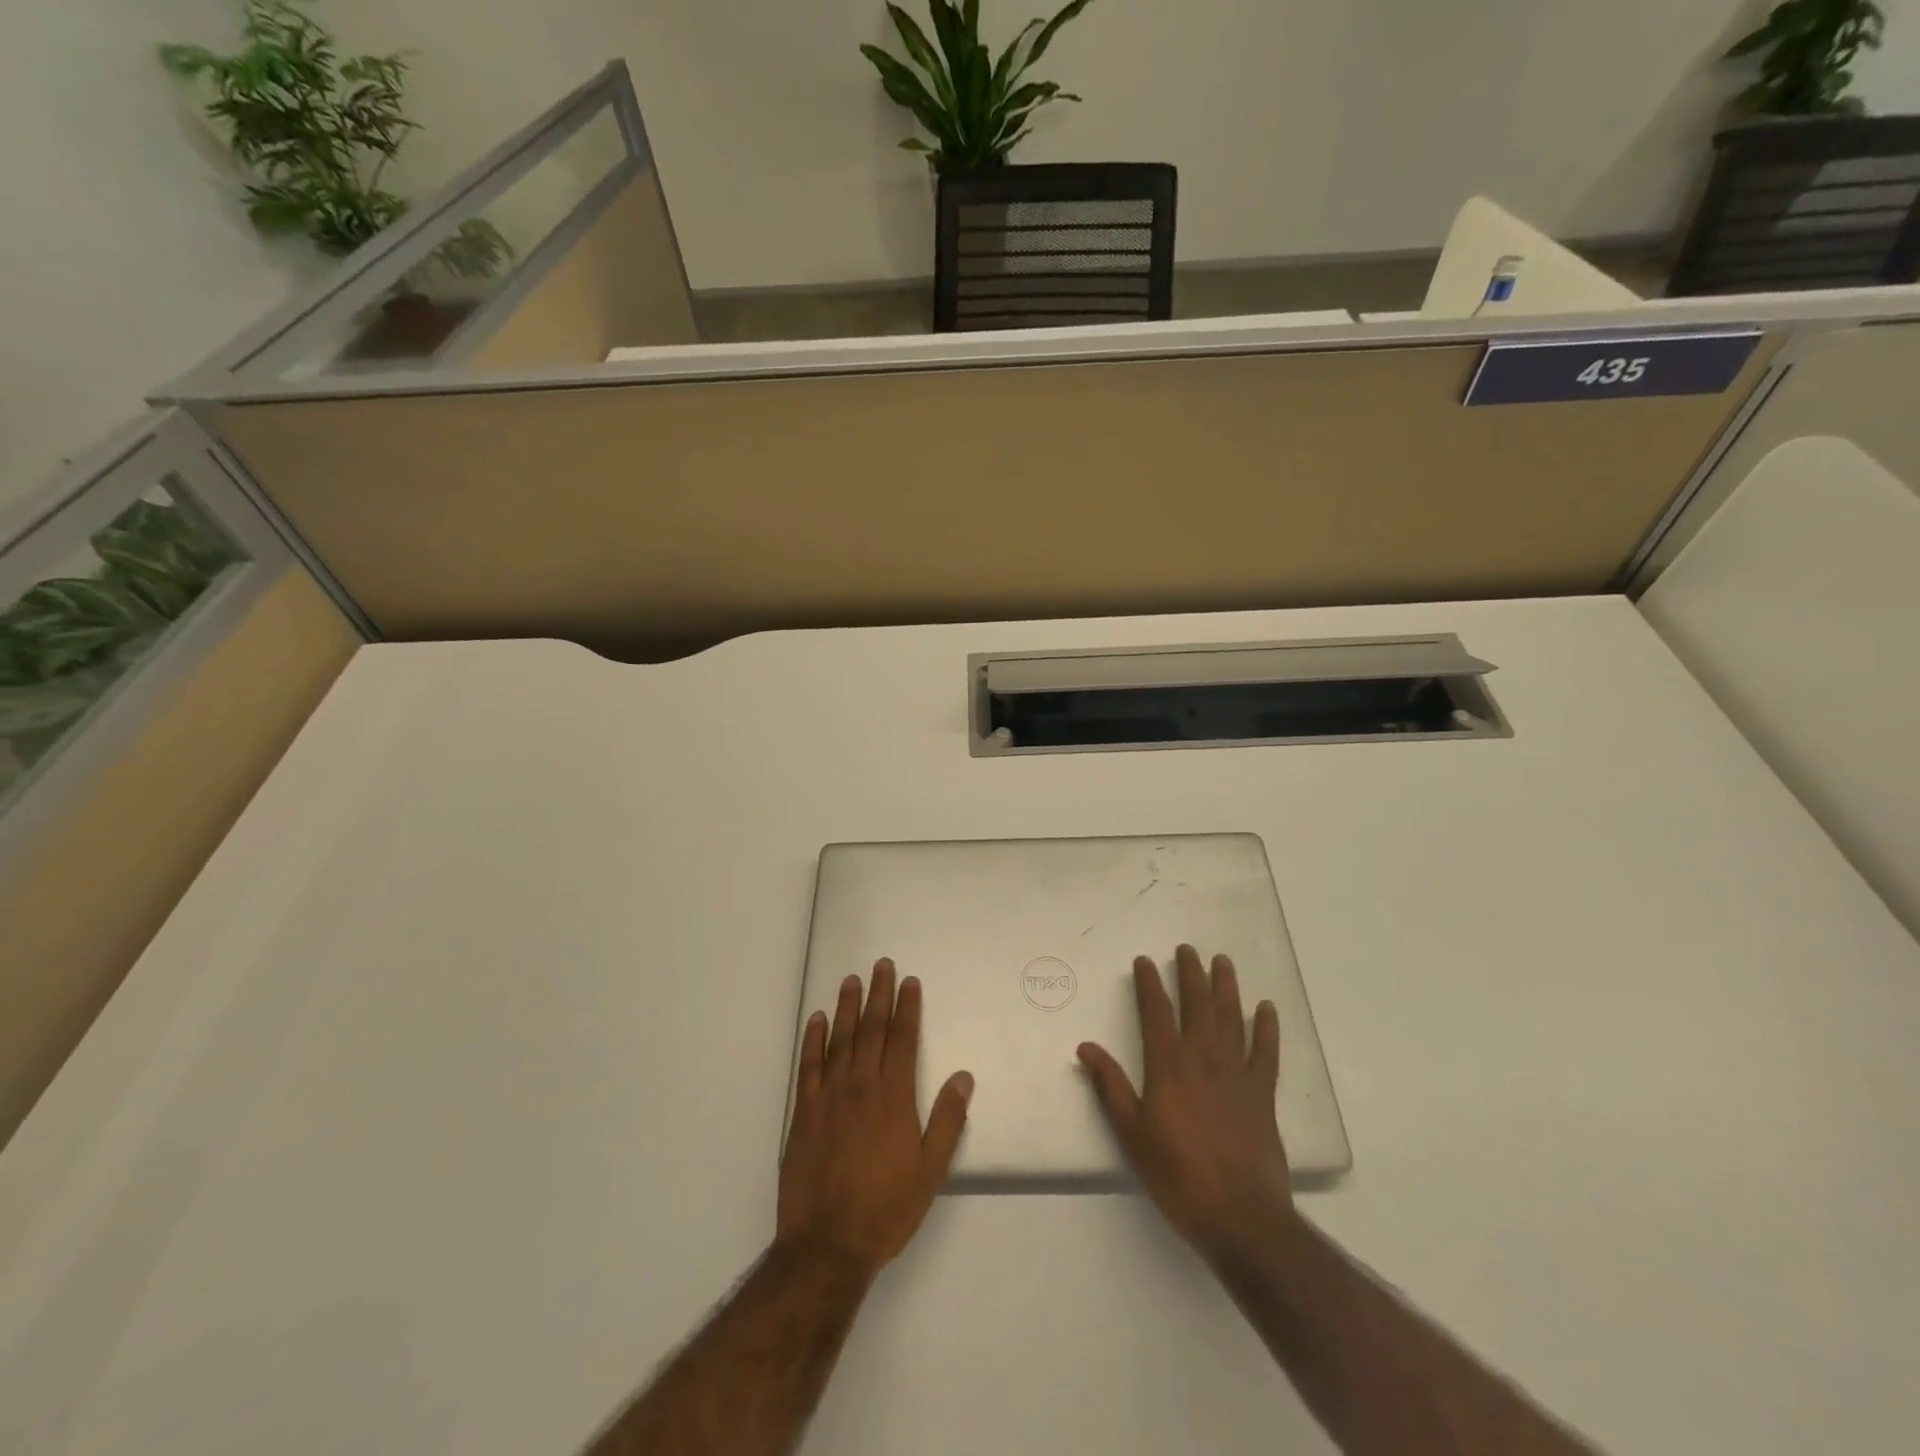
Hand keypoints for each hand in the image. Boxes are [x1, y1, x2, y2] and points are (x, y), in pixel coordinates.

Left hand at [777, 959, 973, 1278]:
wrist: (827, 1245)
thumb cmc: (886, 1209)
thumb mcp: (930, 1171)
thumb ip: (946, 1120)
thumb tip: (963, 1077)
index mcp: (893, 1097)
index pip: (902, 1040)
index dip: (907, 1008)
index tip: (910, 982)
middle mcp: (861, 1086)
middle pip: (871, 1030)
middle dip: (879, 995)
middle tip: (881, 965)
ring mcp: (828, 1097)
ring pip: (840, 1040)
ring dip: (847, 1007)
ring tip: (851, 980)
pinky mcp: (803, 1113)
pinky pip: (808, 1066)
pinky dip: (813, 1040)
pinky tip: (818, 1020)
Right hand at [1077, 945, 1293, 1261]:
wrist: (1241, 1217)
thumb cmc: (1178, 1175)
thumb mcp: (1132, 1133)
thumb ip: (1111, 1086)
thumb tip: (1086, 1047)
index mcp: (1168, 1066)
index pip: (1156, 1013)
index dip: (1149, 984)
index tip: (1145, 961)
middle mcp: (1203, 1059)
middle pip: (1197, 1006)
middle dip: (1190, 974)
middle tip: (1187, 950)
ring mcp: (1237, 1075)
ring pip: (1231, 1019)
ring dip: (1226, 988)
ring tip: (1223, 962)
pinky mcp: (1263, 1095)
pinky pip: (1266, 1052)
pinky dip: (1267, 1028)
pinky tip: (1266, 1009)